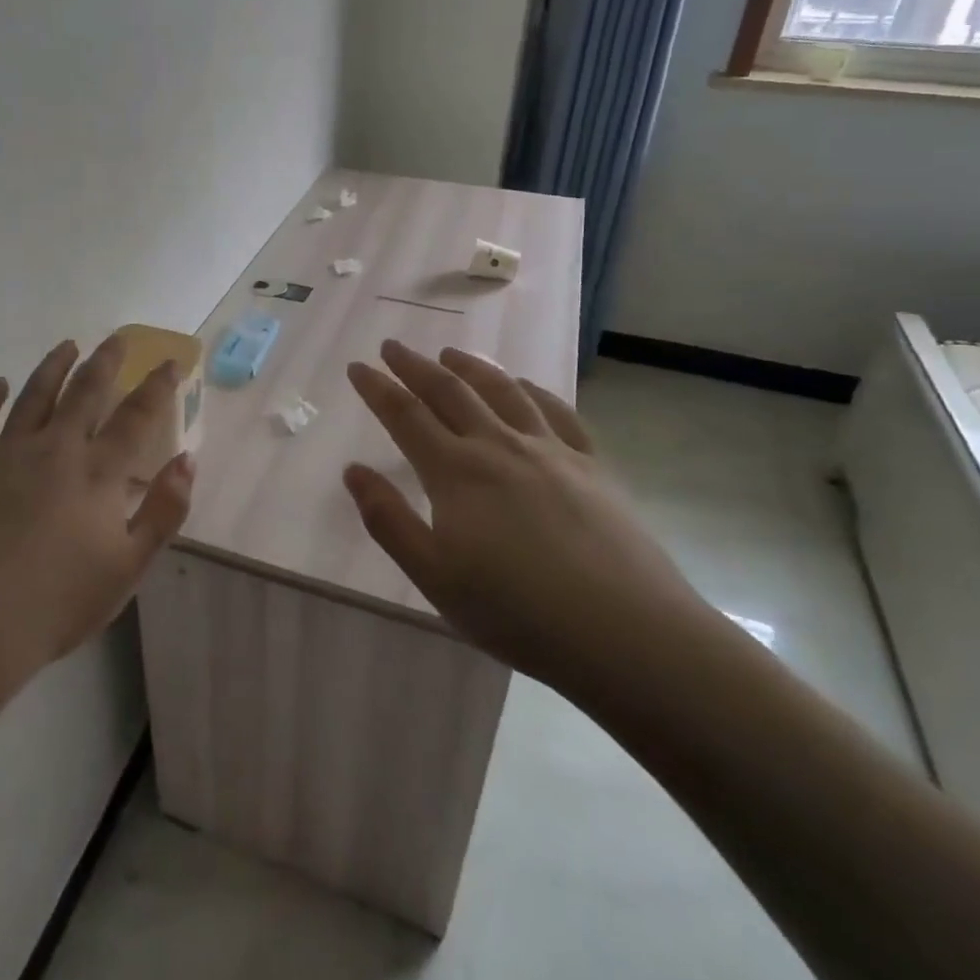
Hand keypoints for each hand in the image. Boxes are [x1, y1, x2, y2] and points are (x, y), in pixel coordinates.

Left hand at [0, 334, 195, 695]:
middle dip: (105, 360)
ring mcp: (5, 454)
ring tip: (66, 346)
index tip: (168, 362)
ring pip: (34, 395)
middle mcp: (54, 449)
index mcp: (97, 472)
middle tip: (116, 338)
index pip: (135, 415)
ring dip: (53, 367)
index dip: (156, 385)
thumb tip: (187, 460)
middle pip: (84, 391)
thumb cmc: (57, 603)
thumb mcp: (127, 567)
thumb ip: (163, 510)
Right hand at [343, 340, 714, 697]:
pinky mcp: (592, 465)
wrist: (626, 633)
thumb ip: (388, 520)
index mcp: (456, 473)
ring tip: (450, 352)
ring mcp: (550, 451)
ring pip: (502, 392)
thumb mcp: (435, 577)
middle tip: (392, 346)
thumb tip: (353, 470)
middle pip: (449, 392)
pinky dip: (532, 390)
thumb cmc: (518, 612)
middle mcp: (499, 446)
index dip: (377, 388)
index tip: (357, 366)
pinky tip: (523, 385)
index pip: (405, 415)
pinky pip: (557, 412)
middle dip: (415, 365)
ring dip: (471, 366)